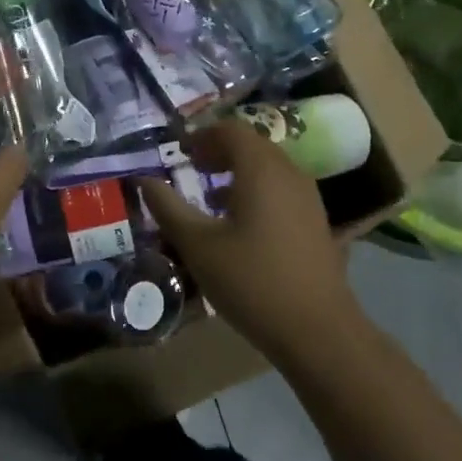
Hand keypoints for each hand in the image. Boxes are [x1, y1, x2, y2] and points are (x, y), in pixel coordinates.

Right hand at [140, 119, 351, 362]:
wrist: (318, 330)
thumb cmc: (251, 280)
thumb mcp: (198, 245)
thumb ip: (168, 207)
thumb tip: (143, 180)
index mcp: (261, 169)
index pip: (230, 130)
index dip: (202, 135)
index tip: (180, 152)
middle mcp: (289, 173)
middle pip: (252, 145)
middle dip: (220, 151)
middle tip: (193, 168)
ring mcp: (308, 198)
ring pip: (269, 168)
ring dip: (239, 172)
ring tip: (212, 197)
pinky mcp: (317, 222)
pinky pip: (282, 190)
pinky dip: (258, 191)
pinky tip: (242, 224)